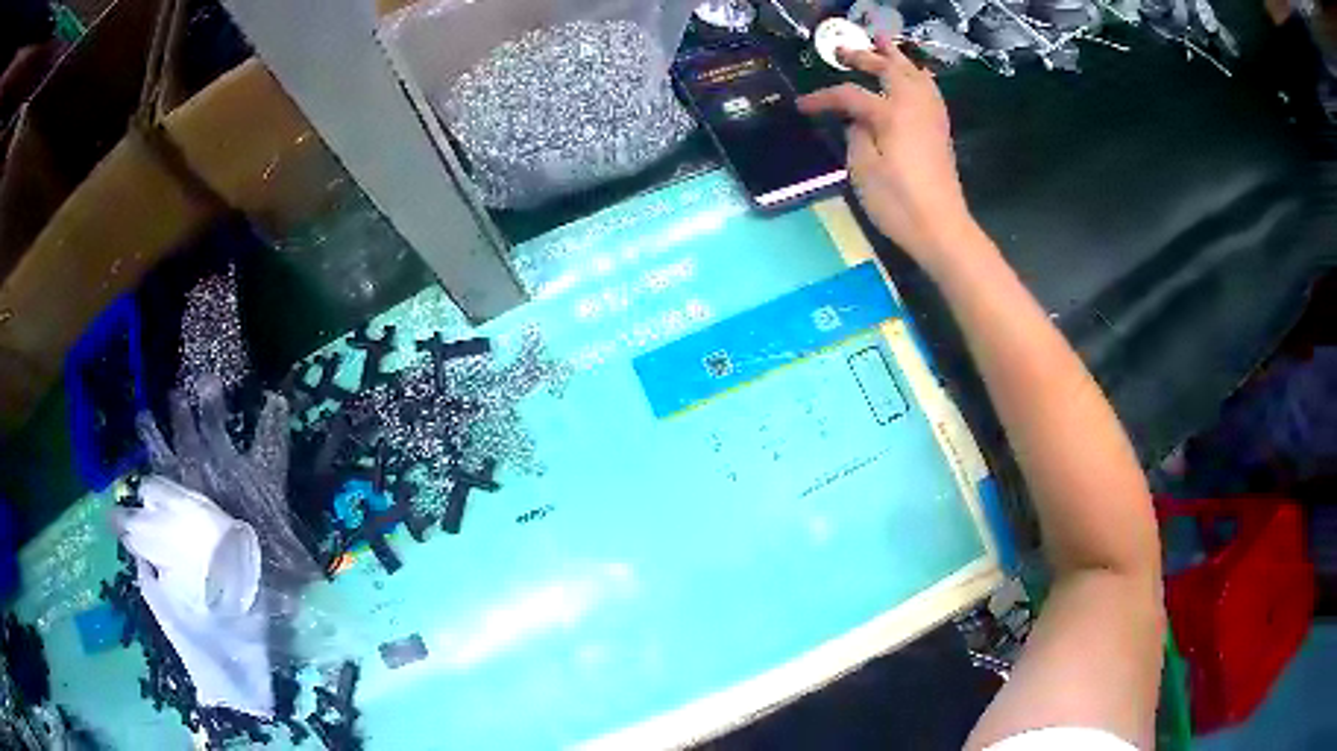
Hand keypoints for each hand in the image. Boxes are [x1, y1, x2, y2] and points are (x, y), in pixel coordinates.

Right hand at [798, 41, 976, 273]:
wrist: (942, 228)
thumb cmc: (898, 203)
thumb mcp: (863, 170)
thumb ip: (856, 136)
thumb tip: (857, 120)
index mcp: (890, 114)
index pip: (850, 95)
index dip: (823, 98)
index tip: (802, 106)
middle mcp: (913, 106)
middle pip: (888, 70)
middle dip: (863, 57)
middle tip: (843, 51)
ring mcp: (931, 117)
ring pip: (915, 74)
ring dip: (897, 57)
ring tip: (884, 44)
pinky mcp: (940, 130)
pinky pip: (929, 90)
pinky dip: (918, 76)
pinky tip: (915, 76)